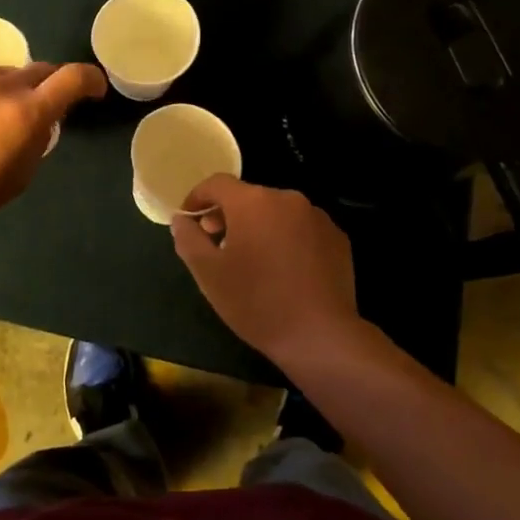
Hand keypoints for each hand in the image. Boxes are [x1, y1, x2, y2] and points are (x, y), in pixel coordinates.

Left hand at [0, 62, 104, 243]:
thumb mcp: (19, 177)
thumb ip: (38, 141)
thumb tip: (40, 122)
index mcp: (27, 112)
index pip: (73, 78)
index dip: (91, 80)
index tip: (94, 90)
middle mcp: (1, 85)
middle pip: (41, 70)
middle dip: (51, 86)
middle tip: (43, 109)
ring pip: (4, 74)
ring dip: (12, 90)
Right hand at [170, 176, 362, 369]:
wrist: (320, 336)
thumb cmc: (256, 302)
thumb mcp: (208, 274)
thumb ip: (188, 239)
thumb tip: (182, 219)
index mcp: (253, 202)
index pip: (217, 183)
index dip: (198, 198)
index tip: (190, 220)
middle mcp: (287, 198)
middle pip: (248, 197)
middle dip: (228, 216)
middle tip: (217, 246)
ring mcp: (316, 217)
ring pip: (276, 213)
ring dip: (259, 227)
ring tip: (253, 261)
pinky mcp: (337, 237)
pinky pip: (301, 228)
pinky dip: (287, 239)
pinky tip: (285, 270)